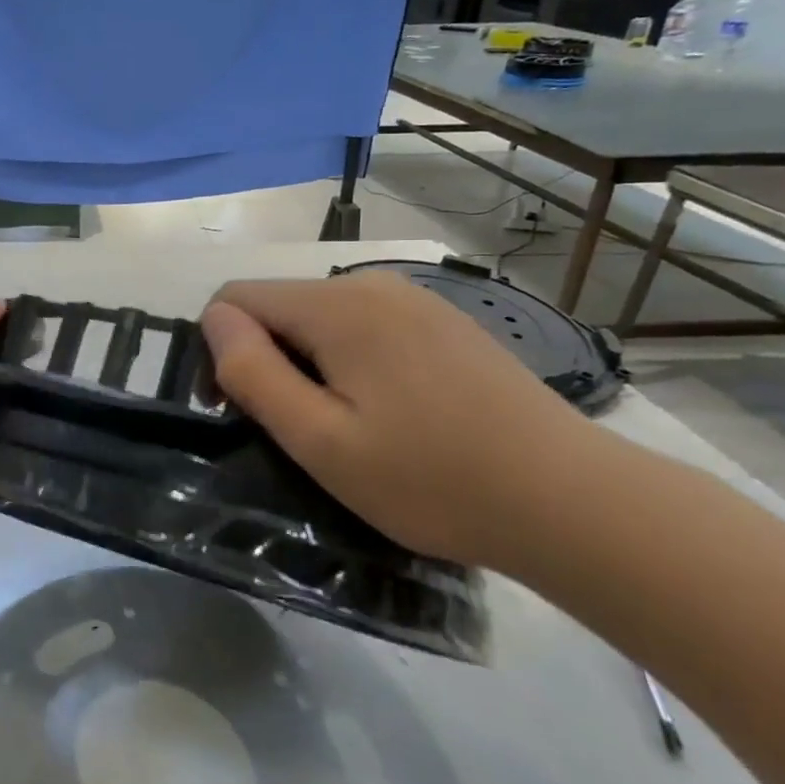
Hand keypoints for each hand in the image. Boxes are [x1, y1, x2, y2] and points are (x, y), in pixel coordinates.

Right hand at [200, 273, 594, 569]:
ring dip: (308, 364)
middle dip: (266, 358)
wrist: (571, 500)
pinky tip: (388, 413)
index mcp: (337, 304)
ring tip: (343, 428)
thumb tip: (213, 319)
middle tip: (296, 432)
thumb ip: (253, 372)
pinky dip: (349, 362)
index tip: (239, 410)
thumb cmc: (431, 478)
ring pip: (321, 319)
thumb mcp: (320, 439)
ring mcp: (415, 300)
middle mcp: (373, 283)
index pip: (235, 298)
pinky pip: (365, 328)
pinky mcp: (443, 322)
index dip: (219, 350)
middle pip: (279, 306)